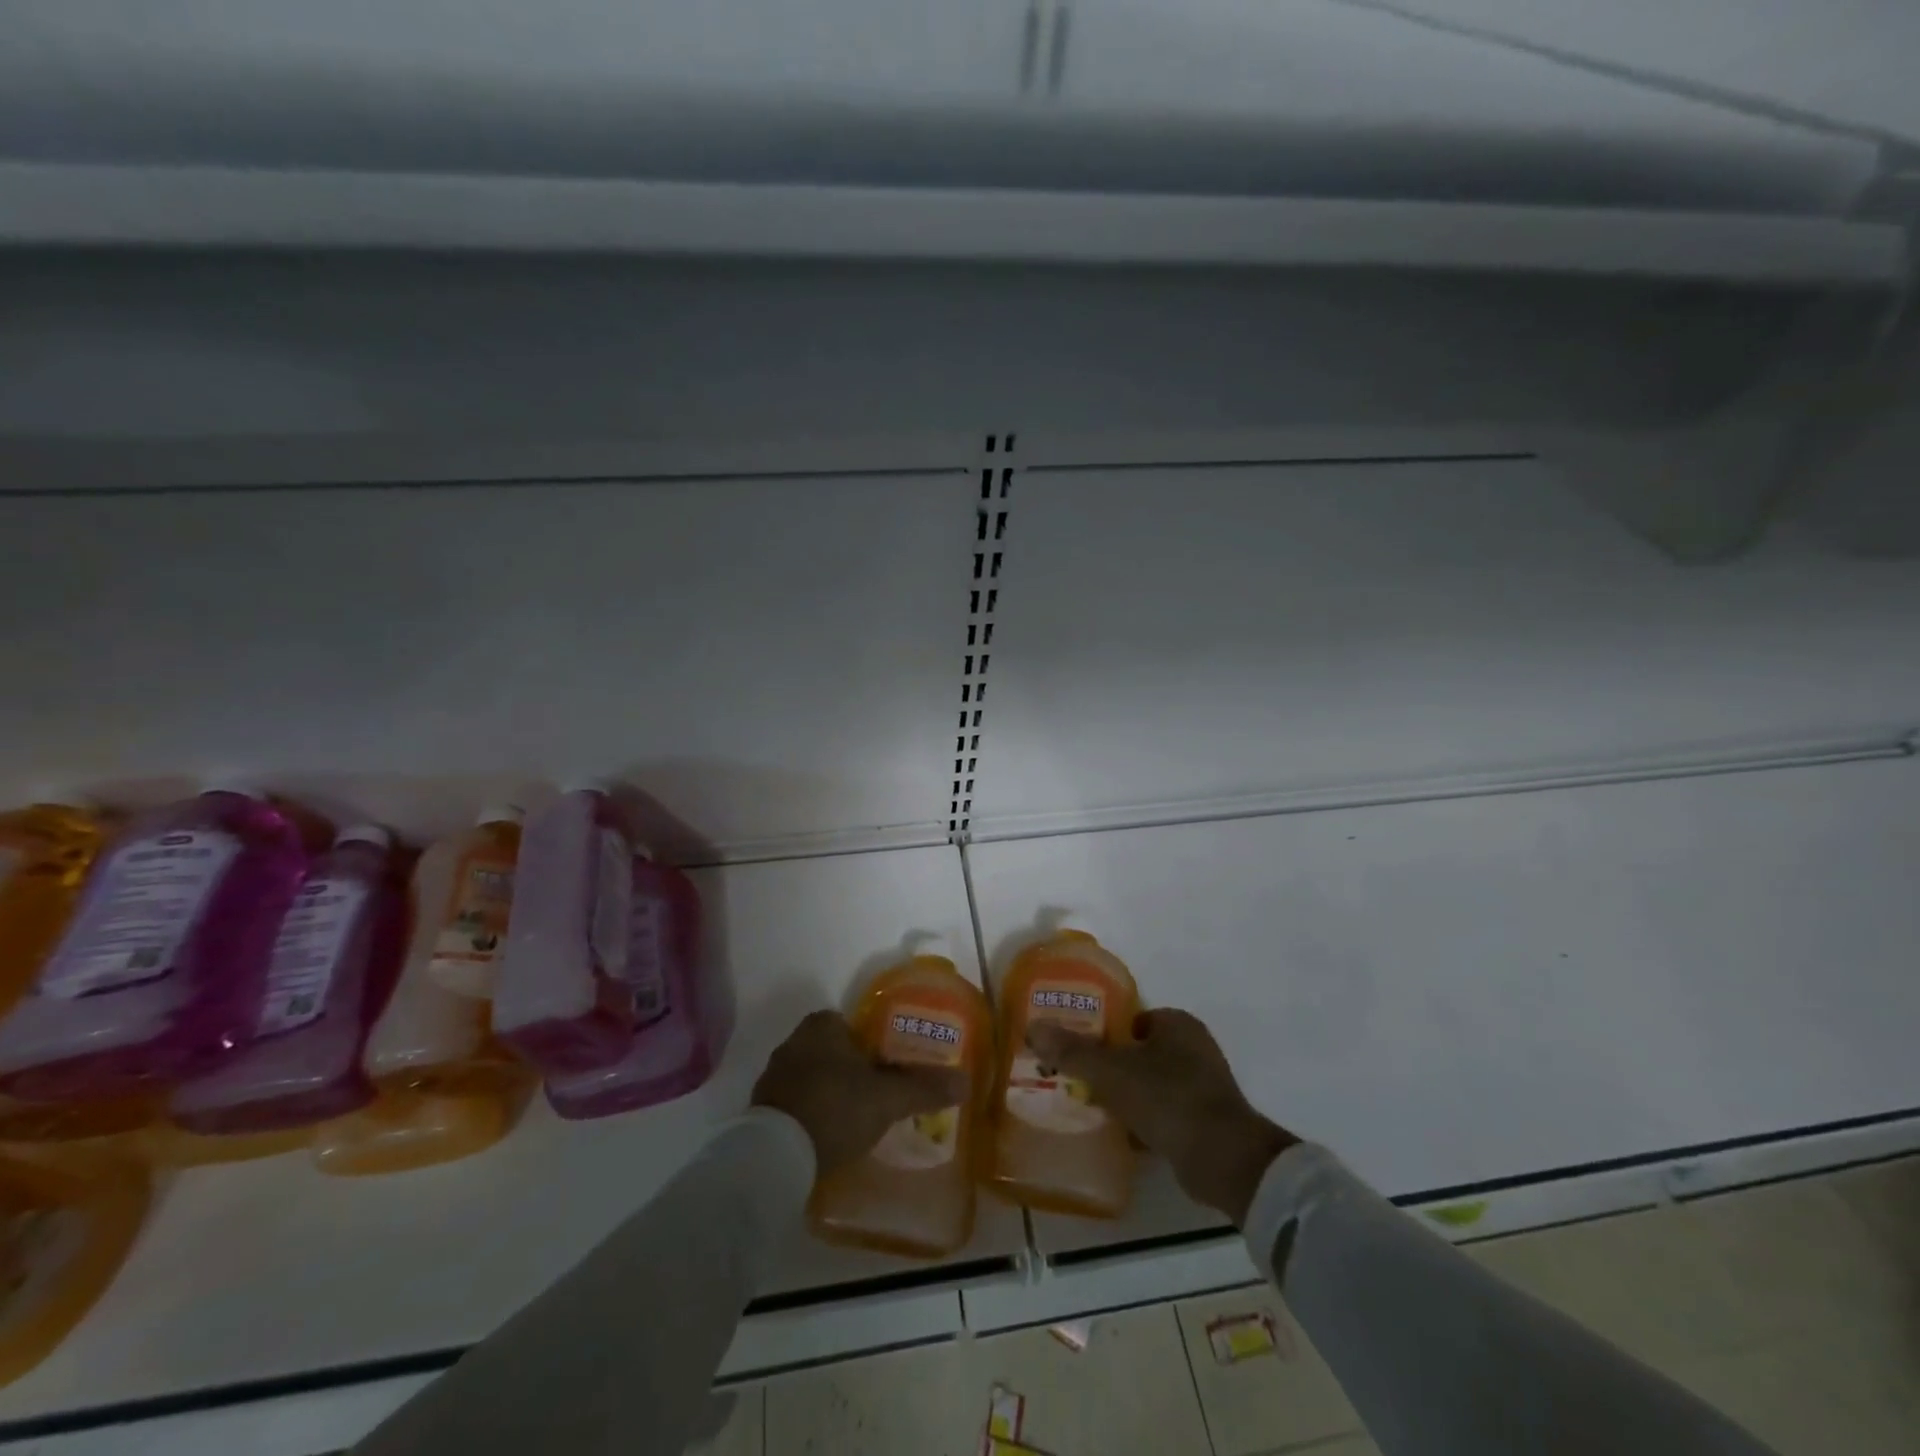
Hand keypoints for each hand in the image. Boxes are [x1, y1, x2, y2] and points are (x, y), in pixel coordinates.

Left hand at [752, 1010, 967, 1173]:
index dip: (868, 1045)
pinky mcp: (760, 1111)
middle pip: (829, 1051)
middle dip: (848, 1070)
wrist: (776, 1156)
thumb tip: (965, 1081)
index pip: (848, 1025)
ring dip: (828, 1093)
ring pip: (810, 1078)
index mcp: (821, 1027)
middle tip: (874, 1096)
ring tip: (853, 1121)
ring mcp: (772, 1078)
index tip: (885, 1069)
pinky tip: (826, 1138)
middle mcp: (792, 1043)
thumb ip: (923, 1087)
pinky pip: (794, 1105)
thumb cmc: (836, 1108)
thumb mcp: (888, 1098)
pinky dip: (809, 1115)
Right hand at [1027, 1008, 1297, 1225]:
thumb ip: (1072, 1050)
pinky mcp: (1207, 1121)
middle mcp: (1195, 1048)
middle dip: (1113, 1065)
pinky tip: (1120, 1134)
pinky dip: (1145, 1121)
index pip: (1132, 1018)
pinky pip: (1165, 1113)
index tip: (1078, 1049)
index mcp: (1177, 1024)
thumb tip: (1033, 1027)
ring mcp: (1205, 1086)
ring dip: (1128, 1095)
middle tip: (1079, 1079)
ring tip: (1093, 1106)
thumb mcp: (1111, 1071)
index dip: (1104, 1032)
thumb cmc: (1167, 1098)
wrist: (1224, 1159)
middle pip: (1141, 1051)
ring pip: (1152, 1084)